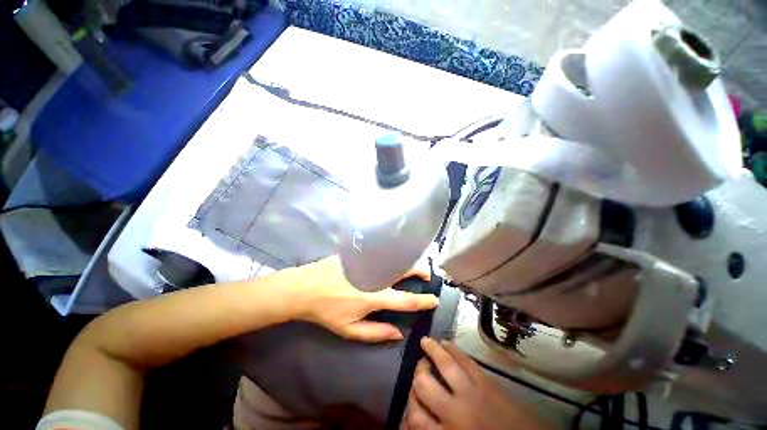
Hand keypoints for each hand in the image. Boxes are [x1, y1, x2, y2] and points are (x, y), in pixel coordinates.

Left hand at [278, 255, 438, 342]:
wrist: (304, 288)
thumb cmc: (327, 311)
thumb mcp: (349, 330)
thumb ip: (375, 333)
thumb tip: (398, 333)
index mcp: (374, 297)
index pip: (406, 300)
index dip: (423, 301)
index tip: (434, 300)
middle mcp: (375, 276)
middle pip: (404, 271)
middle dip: (420, 272)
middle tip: (427, 276)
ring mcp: (367, 261)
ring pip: (394, 259)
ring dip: (408, 262)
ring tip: (414, 266)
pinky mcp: (359, 253)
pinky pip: (380, 252)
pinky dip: (391, 255)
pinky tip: (393, 256)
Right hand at [405, 338, 549, 429]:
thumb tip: (417, 421)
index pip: (415, 417)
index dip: (409, 406)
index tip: (410, 401)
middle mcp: (455, 414)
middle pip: (423, 386)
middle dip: (418, 375)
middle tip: (420, 370)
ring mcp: (472, 393)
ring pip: (444, 365)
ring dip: (432, 350)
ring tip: (425, 341)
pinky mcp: (488, 382)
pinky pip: (466, 361)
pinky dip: (453, 349)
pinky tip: (445, 342)